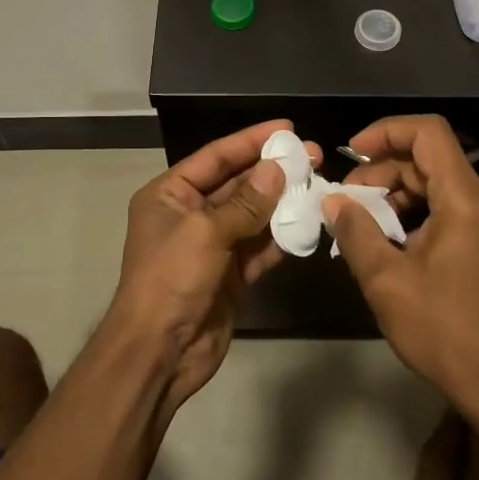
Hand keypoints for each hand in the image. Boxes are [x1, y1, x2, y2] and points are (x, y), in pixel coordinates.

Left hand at [109, 120, 313, 416]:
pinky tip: (308, 223)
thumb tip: (277, 170)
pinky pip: (260, 247)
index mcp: (170, 194)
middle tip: (314, 155)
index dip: (251, 140)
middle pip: (237, 183)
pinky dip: (281, 237)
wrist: (159, 352)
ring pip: (253, 215)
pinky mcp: (230, 274)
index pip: (216, 157)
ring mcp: (212, 245)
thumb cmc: (171, 279)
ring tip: (319, 184)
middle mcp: (190, 214)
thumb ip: (245, 202)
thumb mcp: (206, 232)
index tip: (287, 127)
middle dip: (273, 170)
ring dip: (283, 202)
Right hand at [322, 115, 478, 403]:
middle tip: (346, 199)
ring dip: (394, 194)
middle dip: (382, 171)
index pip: (428, 133)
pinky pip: (445, 209)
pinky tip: (385, 242)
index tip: (352, 153)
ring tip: (359, 223)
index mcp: (464, 199)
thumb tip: (334, 202)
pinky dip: (412, 214)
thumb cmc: (444, 330)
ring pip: (435, 184)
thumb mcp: (387, 281)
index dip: (386, 131)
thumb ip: (356, 232)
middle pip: (428, 159)